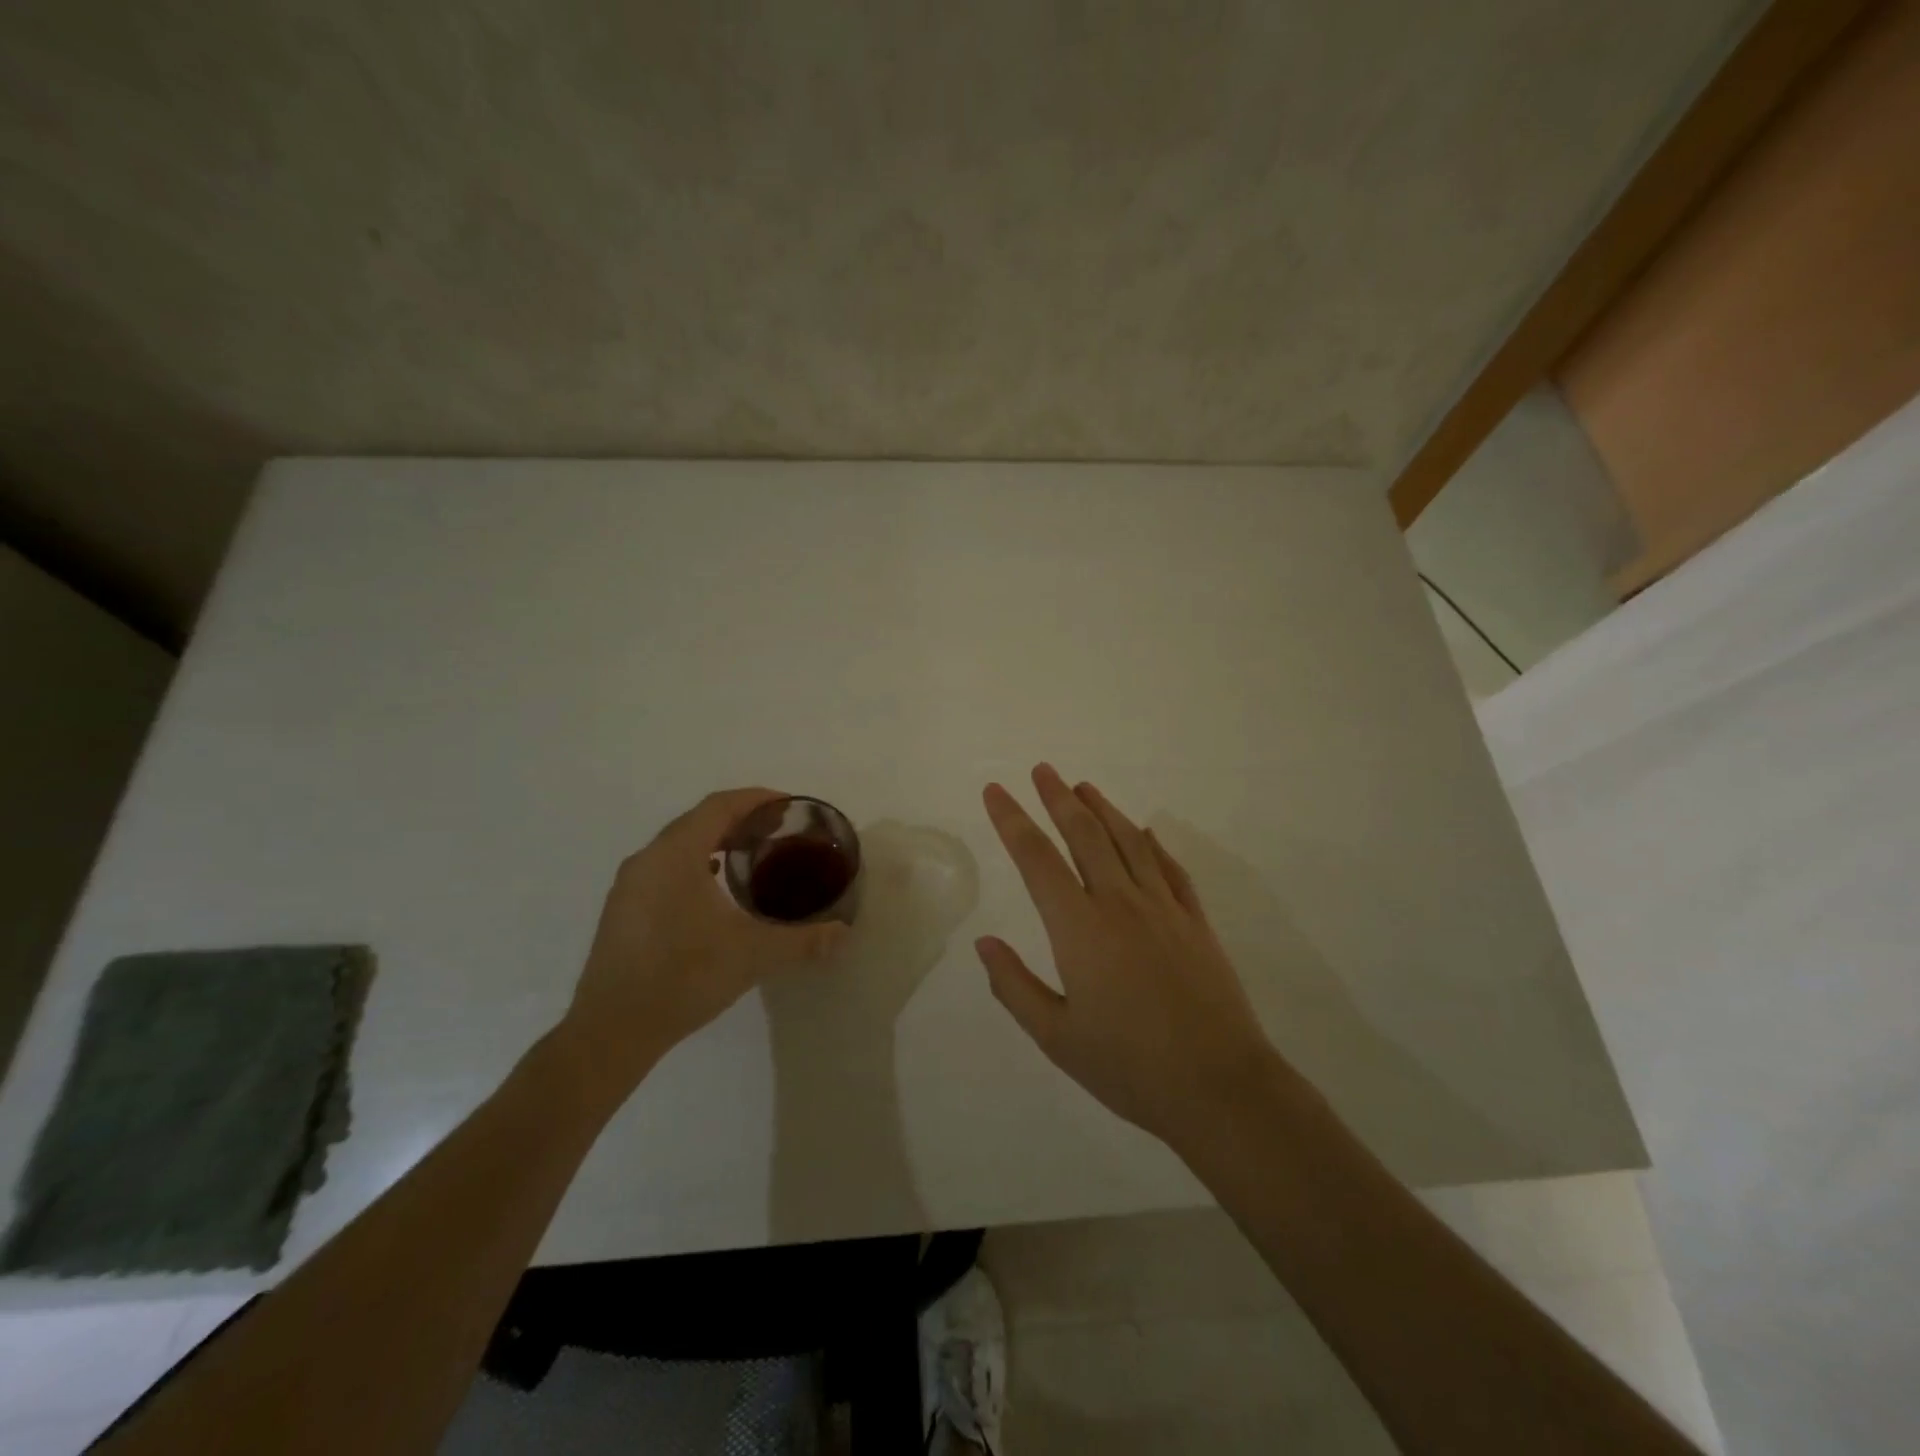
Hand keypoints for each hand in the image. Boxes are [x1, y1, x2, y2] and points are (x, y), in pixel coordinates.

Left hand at [558, 788, 844, 1102]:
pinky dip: (695, 864)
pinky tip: (714, 889)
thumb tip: (844, 934)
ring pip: (678, 844)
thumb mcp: (753, 955)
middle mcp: (648, 858)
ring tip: (750, 856)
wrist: (611, 1030)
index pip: (720, 806)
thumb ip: (803, 940)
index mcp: (676, 854)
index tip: (788, 806)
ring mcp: (629, 884)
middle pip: (698, 820)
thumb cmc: (684, 978)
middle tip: (778, 831)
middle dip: (740, 818)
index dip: (756, 799)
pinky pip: (664, 867)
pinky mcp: (622, 909)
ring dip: (715, 841)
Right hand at [978, 764, 1282, 1149]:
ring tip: (1083, 786)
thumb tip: (984, 944)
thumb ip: (1015, 986)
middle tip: (1042, 770)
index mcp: (1079, 928)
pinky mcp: (1195, 922)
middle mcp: (1120, 903)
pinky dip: (1152, 844)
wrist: (1220, 1087)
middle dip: (1058, 798)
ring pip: (1128, 842)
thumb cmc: (1130, 1067)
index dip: (1012, 821)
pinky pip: (1170, 869)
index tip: (995, 791)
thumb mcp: (1056, 1038)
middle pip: (1084, 835)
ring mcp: (1163, 908)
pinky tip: (1144, 832)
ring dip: (1103, 809)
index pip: (1036, 859)